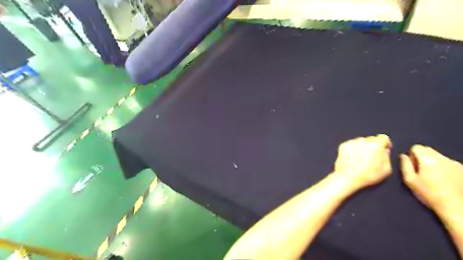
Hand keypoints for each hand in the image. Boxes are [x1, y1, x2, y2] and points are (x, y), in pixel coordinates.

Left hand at [335, 134, 391, 188]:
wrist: (347, 177)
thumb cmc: (368, 175)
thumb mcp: (386, 169)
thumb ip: (387, 157)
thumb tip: (384, 150)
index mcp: (375, 145)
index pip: (383, 137)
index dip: (385, 143)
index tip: (384, 149)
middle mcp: (363, 140)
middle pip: (371, 139)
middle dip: (373, 145)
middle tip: (371, 154)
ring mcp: (351, 142)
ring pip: (360, 141)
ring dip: (362, 146)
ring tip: (361, 156)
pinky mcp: (343, 145)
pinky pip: (351, 144)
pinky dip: (353, 148)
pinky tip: (352, 157)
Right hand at [400, 146, 462, 215]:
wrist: (456, 207)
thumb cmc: (428, 193)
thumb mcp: (410, 180)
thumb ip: (405, 165)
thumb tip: (403, 156)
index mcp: (427, 159)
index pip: (416, 147)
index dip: (412, 155)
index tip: (413, 165)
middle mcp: (442, 158)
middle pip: (428, 149)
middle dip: (422, 156)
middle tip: (421, 170)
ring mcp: (455, 163)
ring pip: (438, 156)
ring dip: (433, 161)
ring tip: (433, 176)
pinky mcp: (462, 169)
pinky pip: (448, 162)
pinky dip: (443, 166)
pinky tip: (444, 179)